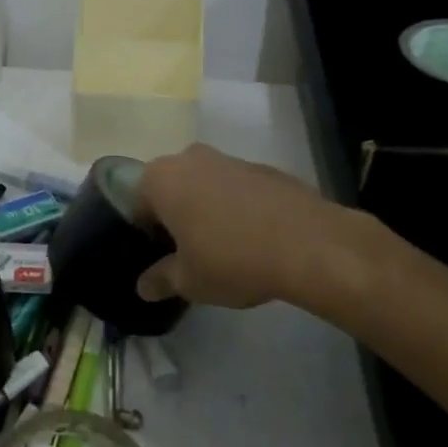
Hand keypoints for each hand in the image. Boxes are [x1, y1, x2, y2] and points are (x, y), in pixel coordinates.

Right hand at [134, 144, 379, 314]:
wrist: (310, 244)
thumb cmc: (232, 259)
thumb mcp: (189, 281)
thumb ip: (161, 280)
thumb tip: (143, 287)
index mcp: (161, 179)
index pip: (137, 205)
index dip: (147, 235)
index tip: (163, 259)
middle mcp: (190, 159)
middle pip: (171, 189)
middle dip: (176, 216)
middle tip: (190, 252)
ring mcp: (229, 159)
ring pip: (205, 185)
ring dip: (207, 209)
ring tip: (225, 247)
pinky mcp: (264, 168)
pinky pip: (238, 188)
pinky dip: (239, 207)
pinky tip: (255, 238)